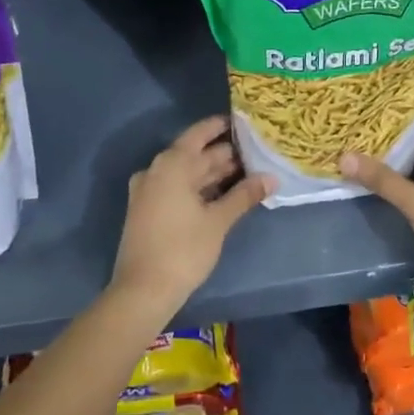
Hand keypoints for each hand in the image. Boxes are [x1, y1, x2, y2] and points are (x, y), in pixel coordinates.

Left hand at [110, 116, 271, 317]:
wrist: (142, 291)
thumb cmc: (183, 249)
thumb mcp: (218, 221)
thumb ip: (244, 195)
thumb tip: (271, 178)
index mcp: (172, 164)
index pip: (200, 134)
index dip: (221, 127)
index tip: (244, 124)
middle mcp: (156, 170)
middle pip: (194, 154)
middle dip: (223, 154)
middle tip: (255, 153)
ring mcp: (149, 190)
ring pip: (186, 173)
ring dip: (212, 173)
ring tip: (246, 172)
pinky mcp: (147, 210)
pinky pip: (177, 188)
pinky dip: (198, 188)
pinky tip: (222, 194)